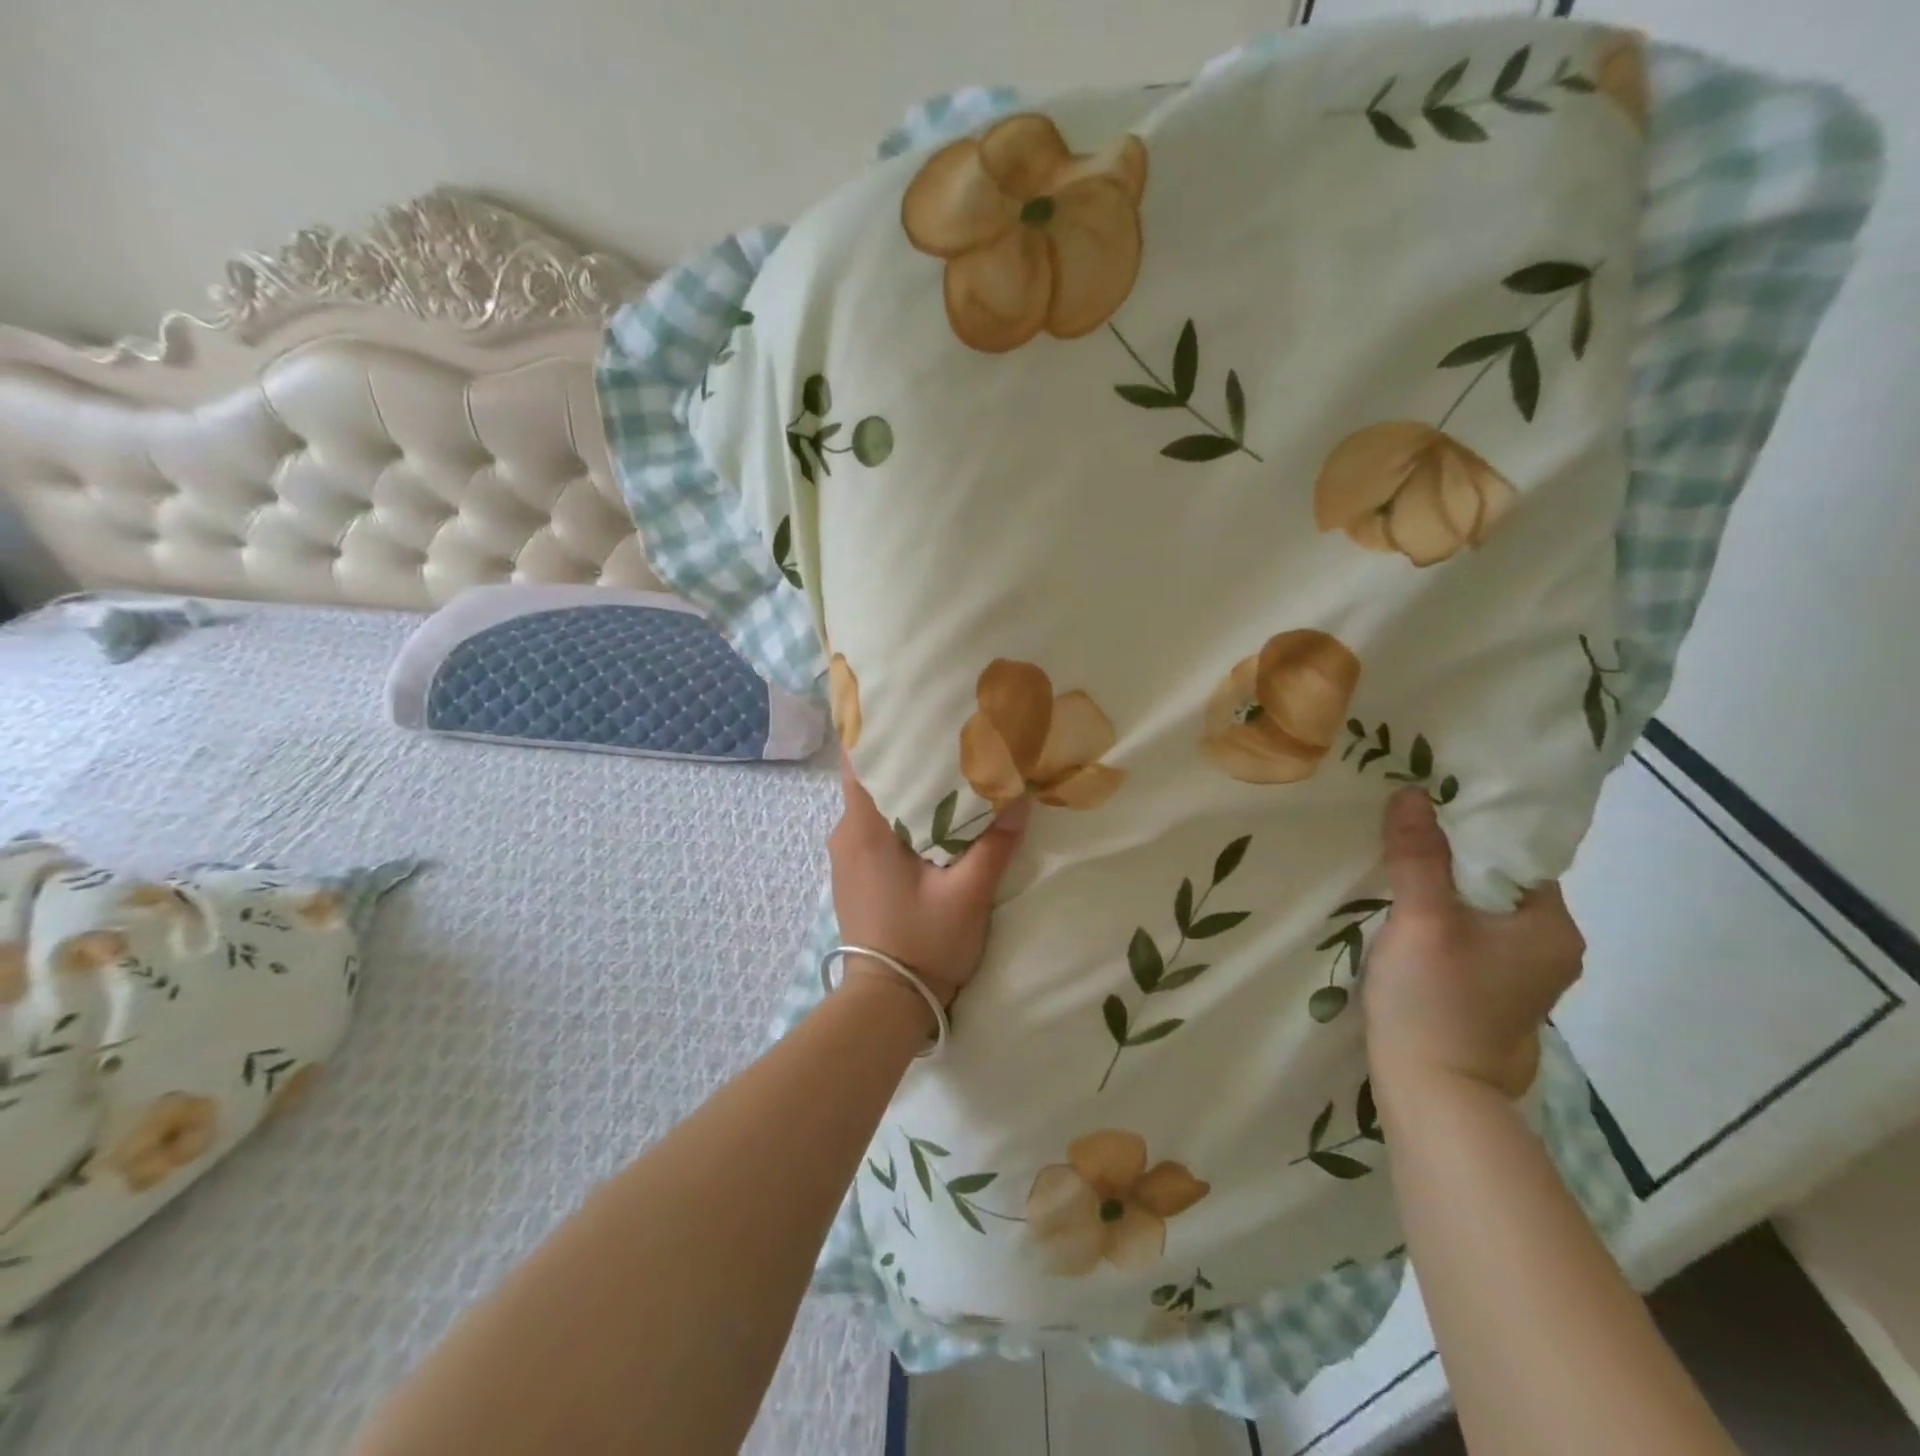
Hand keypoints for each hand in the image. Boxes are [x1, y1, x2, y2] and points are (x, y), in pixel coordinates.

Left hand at [828, 752, 1030, 1010]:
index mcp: (863, 829)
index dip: (875, 728)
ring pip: (872, 803)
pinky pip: (873, 826)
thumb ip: (994, 844)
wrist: (886, 1003)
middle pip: (868, 777)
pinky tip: (931, 810)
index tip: (904, 704)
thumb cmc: (923, 944)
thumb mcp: (968, 894)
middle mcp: (845, 834)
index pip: (857, 760)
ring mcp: (846, 856)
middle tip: (941, 728)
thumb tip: (1021, 798)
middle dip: (900, 752)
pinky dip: (898, 811)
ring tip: (942, 763)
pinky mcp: (855, 873)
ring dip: (901, 784)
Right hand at [1363, 788, 1584, 1098]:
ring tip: (1394, 869)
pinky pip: (1470, 937)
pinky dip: (1441, 920)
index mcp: (1553, 928)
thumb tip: (1411, 793)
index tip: (1421, 813)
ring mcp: (1523, 977)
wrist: (1435, 1094)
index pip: (1516, 857)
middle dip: (1450, 858)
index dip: (1469, 830)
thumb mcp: (1423, 920)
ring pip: (1480, 911)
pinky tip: (1405, 918)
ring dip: (1441, 890)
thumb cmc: (1436, 1001)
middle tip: (1398, 835)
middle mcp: (1552, 949)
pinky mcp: (1493, 994)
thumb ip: (1419, 856)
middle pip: (1497, 883)